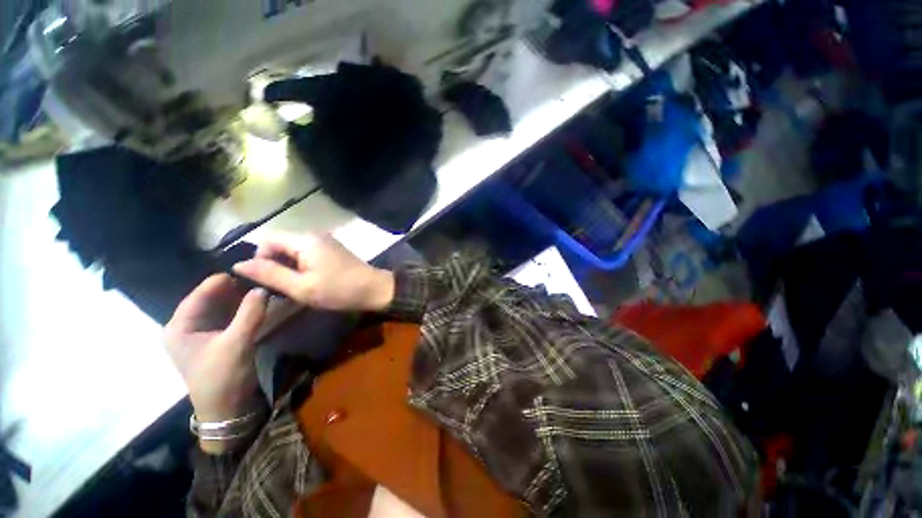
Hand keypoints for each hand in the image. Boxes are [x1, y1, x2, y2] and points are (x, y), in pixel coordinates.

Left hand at [164, 275, 266, 427]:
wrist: (227, 409)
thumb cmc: (223, 377)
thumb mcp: (237, 343)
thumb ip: (250, 313)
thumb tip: (263, 288)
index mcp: (179, 327)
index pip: (199, 294)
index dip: (223, 281)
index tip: (248, 269)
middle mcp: (186, 327)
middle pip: (209, 299)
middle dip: (233, 288)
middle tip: (259, 276)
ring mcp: (200, 333)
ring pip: (220, 307)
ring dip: (239, 297)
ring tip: (260, 285)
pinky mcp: (215, 339)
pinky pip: (227, 316)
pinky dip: (241, 308)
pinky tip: (256, 302)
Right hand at [233, 233, 394, 311]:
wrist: (374, 289)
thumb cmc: (339, 290)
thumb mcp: (301, 287)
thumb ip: (270, 274)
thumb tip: (239, 264)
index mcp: (305, 240)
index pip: (267, 239)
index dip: (260, 258)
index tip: (267, 280)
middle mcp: (314, 235)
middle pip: (280, 244)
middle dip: (274, 264)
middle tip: (281, 287)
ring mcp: (325, 241)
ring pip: (293, 250)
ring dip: (288, 267)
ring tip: (295, 286)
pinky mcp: (332, 249)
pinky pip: (306, 253)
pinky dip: (301, 266)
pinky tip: (308, 281)